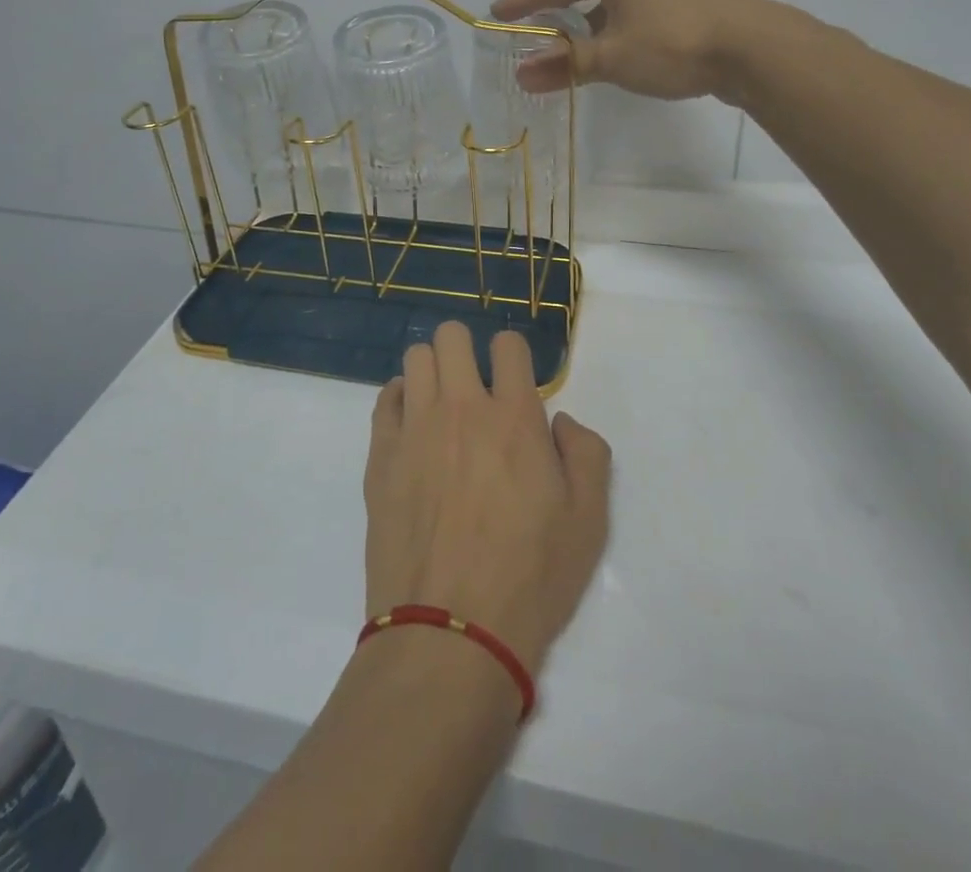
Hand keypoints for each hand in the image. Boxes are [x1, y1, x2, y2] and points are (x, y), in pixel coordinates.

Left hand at [364, 322, 611, 675]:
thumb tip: (562, 421)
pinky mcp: (381, 456)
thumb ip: (587, 454)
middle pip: (452, 336)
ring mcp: (415, 429)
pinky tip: (412, 424)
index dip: (515, 355)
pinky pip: (385, 399)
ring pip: (415, 358)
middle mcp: (462, 408)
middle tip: (476, 384)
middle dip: (467, 348)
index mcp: (514, 418)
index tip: (516, 381)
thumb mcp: (589, 522)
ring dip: (433, 369)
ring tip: (442, 402)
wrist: (451, 634)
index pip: (509, 345)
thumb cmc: (530, 578)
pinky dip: (400, 398)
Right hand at [491, 0, 759, 100]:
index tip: (496, 14)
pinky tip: (605, 48)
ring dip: (581, 23)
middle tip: (524, 30)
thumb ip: (565, 65)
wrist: (752, 47)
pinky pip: (625, 7)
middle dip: (550, 11)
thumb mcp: (611, 58)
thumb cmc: (672, 43)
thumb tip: (520, 75)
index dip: (521, 1)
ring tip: (561, 46)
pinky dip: (607, 27)